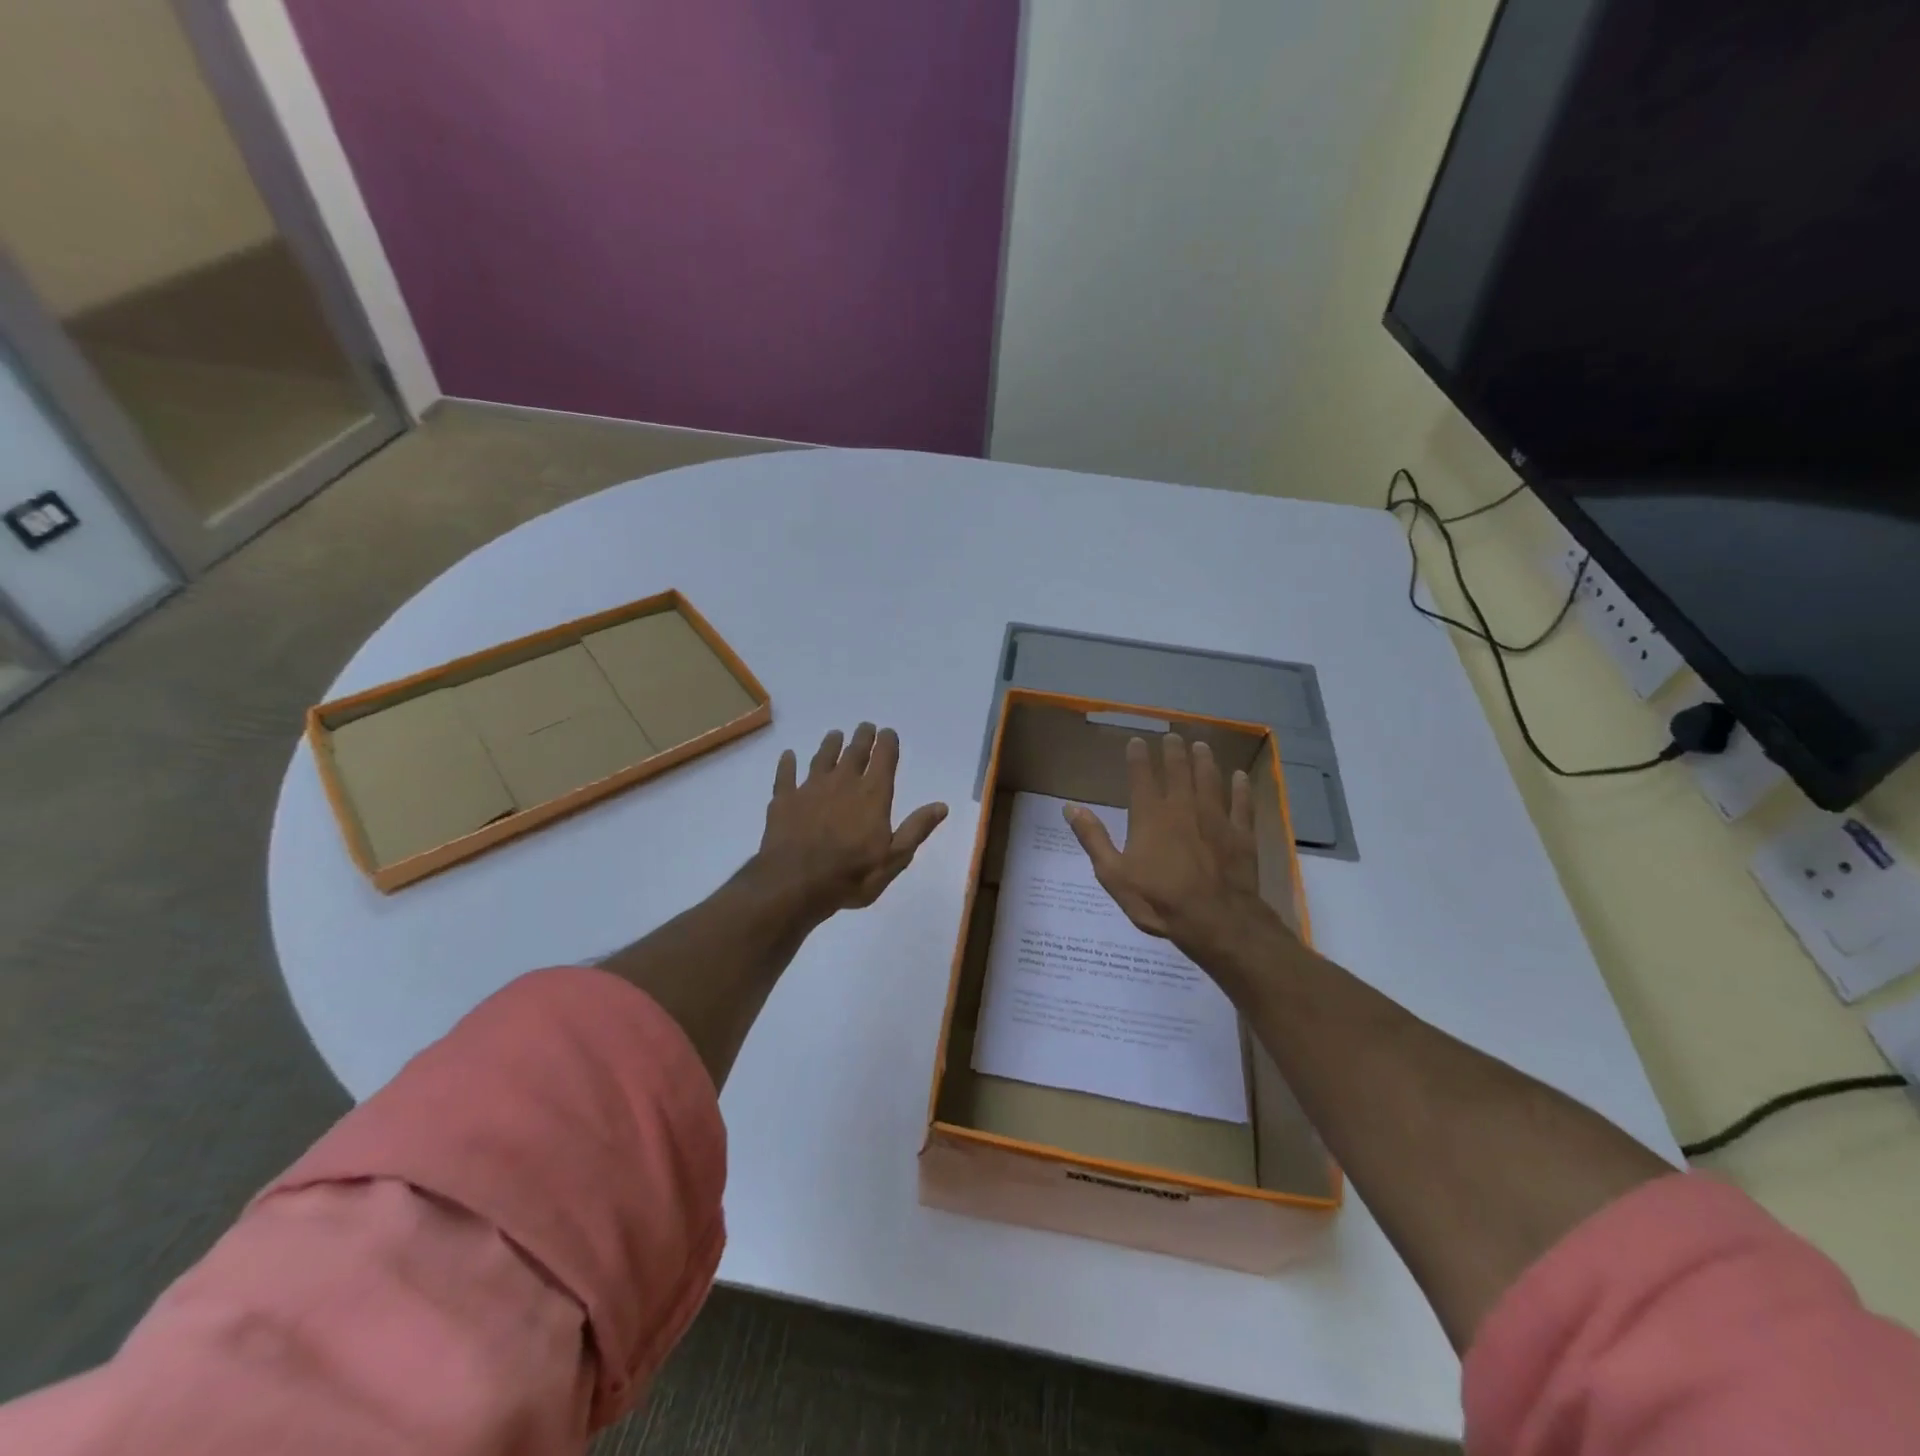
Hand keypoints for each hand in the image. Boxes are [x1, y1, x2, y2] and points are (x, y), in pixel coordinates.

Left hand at [758, 723, 947, 918]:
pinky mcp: (784, 800)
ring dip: (830, 744)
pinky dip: (788, 763)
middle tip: (865, 727)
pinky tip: (788, 755)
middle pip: (854, 752)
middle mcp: (843, 782)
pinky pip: (786, 775)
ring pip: (822, 758)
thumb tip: (941, 806)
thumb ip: (916, 829)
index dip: (887, 743)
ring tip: (835, 735)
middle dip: (862, 738)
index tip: (888, 733)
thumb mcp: (894, 858)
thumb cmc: (851, 875)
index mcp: (873, 794)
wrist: (795, 883)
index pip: (884, 759)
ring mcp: (810, 788)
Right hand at [1064, 734, 1276, 960]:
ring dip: (1204, 760)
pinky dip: (1240, 788)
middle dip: (1174, 751)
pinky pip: (1241, 804)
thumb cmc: (1158, 899)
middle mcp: (1183, 807)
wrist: (1215, 920)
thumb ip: (1093, 838)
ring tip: (1201, 745)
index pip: (1141, 777)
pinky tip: (1239, 776)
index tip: (1137, 741)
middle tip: (1173, 736)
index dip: (1138, 757)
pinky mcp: (1241, 834)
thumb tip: (1070, 807)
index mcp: (1150, 816)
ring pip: (1210, 780)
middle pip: (1178, 771)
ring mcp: (1216, 818)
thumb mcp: (1113, 874)